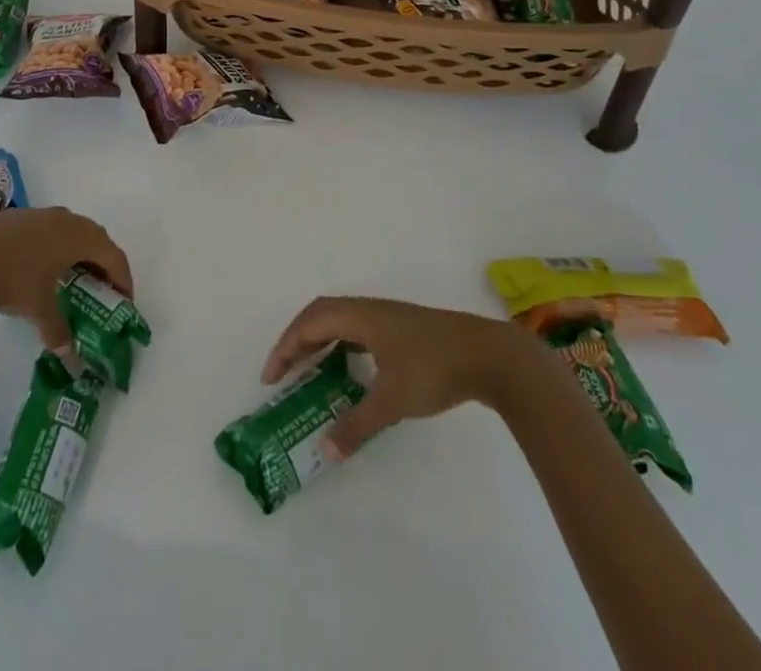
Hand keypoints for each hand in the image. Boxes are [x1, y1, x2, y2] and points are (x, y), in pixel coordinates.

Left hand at [0, 207, 133, 354]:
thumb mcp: (38, 309)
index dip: (123, 279)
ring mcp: (43, 214)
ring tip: (75, 277)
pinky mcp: (21, 216)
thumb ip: (58, 331)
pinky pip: (52, 229)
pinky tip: (43, 266)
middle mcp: (67, 219)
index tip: (124, 302)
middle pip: (97, 239)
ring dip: (81, 252)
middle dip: (104, 264)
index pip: (114, 256)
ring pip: (73, 230)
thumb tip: (69, 355)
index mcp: (80, 237)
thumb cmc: (13, 280)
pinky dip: (58, 246)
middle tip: (103, 289)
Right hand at [263, 296, 527, 461]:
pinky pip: (358, 329)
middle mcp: (369, 309)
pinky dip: (342, 345)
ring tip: (310, 371)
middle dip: (298, 341)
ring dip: (320, 341)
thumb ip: (356, 425)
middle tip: (284, 372)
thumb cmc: (434, 369)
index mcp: (359, 316)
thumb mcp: (392, 401)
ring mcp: (389, 317)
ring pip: (341, 321)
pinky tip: (350, 370)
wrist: (489, 355)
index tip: (271, 377)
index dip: (286, 346)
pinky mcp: (404, 329)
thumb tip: (324, 452)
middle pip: (321, 315)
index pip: (310, 323)